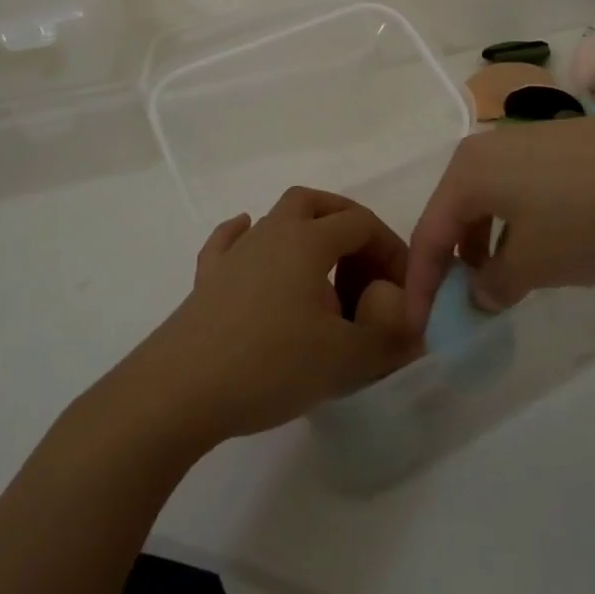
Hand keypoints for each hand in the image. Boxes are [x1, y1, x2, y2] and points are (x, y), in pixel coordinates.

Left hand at [133, 188, 422, 447]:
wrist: (179, 391)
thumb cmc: (269, 365)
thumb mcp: (344, 360)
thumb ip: (388, 341)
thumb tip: (415, 330)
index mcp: (308, 241)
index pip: (361, 225)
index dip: (390, 249)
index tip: (403, 288)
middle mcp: (272, 233)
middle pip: (315, 203)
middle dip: (347, 222)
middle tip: (365, 262)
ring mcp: (235, 254)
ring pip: (276, 217)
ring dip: (306, 232)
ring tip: (323, 271)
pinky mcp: (207, 279)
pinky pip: (230, 242)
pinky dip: (247, 238)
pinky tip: (252, 247)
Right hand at [404, 115, 594, 324]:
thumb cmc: (587, 218)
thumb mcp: (534, 264)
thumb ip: (494, 284)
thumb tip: (479, 293)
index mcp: (468, 171)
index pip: (429, 233)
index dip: (421, 285)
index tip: (423, 328)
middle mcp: (488, 148)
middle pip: (455, 212)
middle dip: (454, 263)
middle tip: (463, 306)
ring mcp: (525, 141)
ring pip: (489, 200)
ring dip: (487, 245)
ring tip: (504, 283)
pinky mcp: (558, 143)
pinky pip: (519, 188)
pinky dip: (515, 224)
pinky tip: (542, 247)